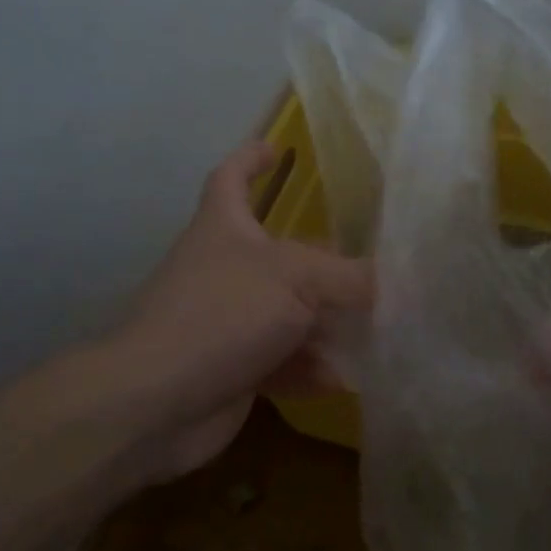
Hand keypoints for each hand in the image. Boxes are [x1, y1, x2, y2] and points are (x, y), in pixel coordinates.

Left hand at [102, 141, 371, 478]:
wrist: (155, 402)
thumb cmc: (223, 313)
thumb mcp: (298, 279)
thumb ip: (351, 277)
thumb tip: (395, 280)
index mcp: (225, 228)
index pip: (231, 178)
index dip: (250, 159)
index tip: (275, 148)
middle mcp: (224, 269)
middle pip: (279, 255)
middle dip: (322, 261)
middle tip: (367, 266)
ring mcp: (226, 322)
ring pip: (287, 313)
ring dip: (325, 324)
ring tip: (372, 329)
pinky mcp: (233, 369)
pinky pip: (281, 361)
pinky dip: (310, 368)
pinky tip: (343, 380)